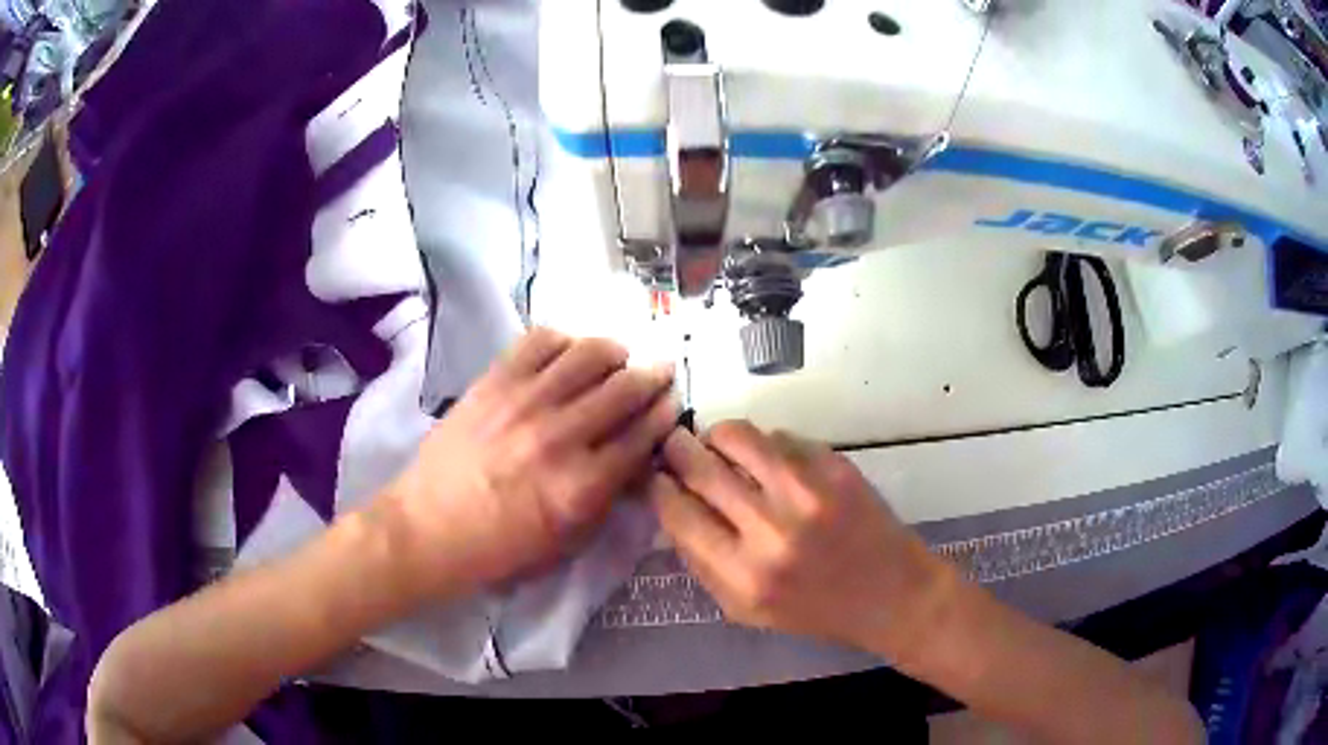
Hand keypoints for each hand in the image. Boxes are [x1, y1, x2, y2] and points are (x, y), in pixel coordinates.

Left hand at [383, 329, 676, 598]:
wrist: (428, 528)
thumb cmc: (500, 549)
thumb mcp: (567, 543)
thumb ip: (608, 500)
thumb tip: (636, 458)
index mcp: (582, 486)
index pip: (641, 436)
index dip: (664, 414)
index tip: (672, 403)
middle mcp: (560, 436)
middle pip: (624, 389)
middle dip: (653, 377)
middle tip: (660, 372)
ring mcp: (524, 402)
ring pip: (588, 355)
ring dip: (614, 352)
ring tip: (617, 358)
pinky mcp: (493, 382)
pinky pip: (539, 342)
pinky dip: (564, 340)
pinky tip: (568, 353)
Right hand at [648, 422, 955, 656]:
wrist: (891, 594)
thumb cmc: (813, 610)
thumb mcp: (743, 609)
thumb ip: (700, 562)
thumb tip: (671, 507)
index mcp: (742, 574)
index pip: (676, 512)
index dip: (657, 486)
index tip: (654, 476)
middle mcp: (772, 529)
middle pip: (700, 466)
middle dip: (677, 450)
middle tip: (673, 445)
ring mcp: (808, 491)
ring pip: (738, 436)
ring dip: (717, 437)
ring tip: (717, 446)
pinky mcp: (837, 467)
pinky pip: (781, 438)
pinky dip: (765, 446)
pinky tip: (770, 463)